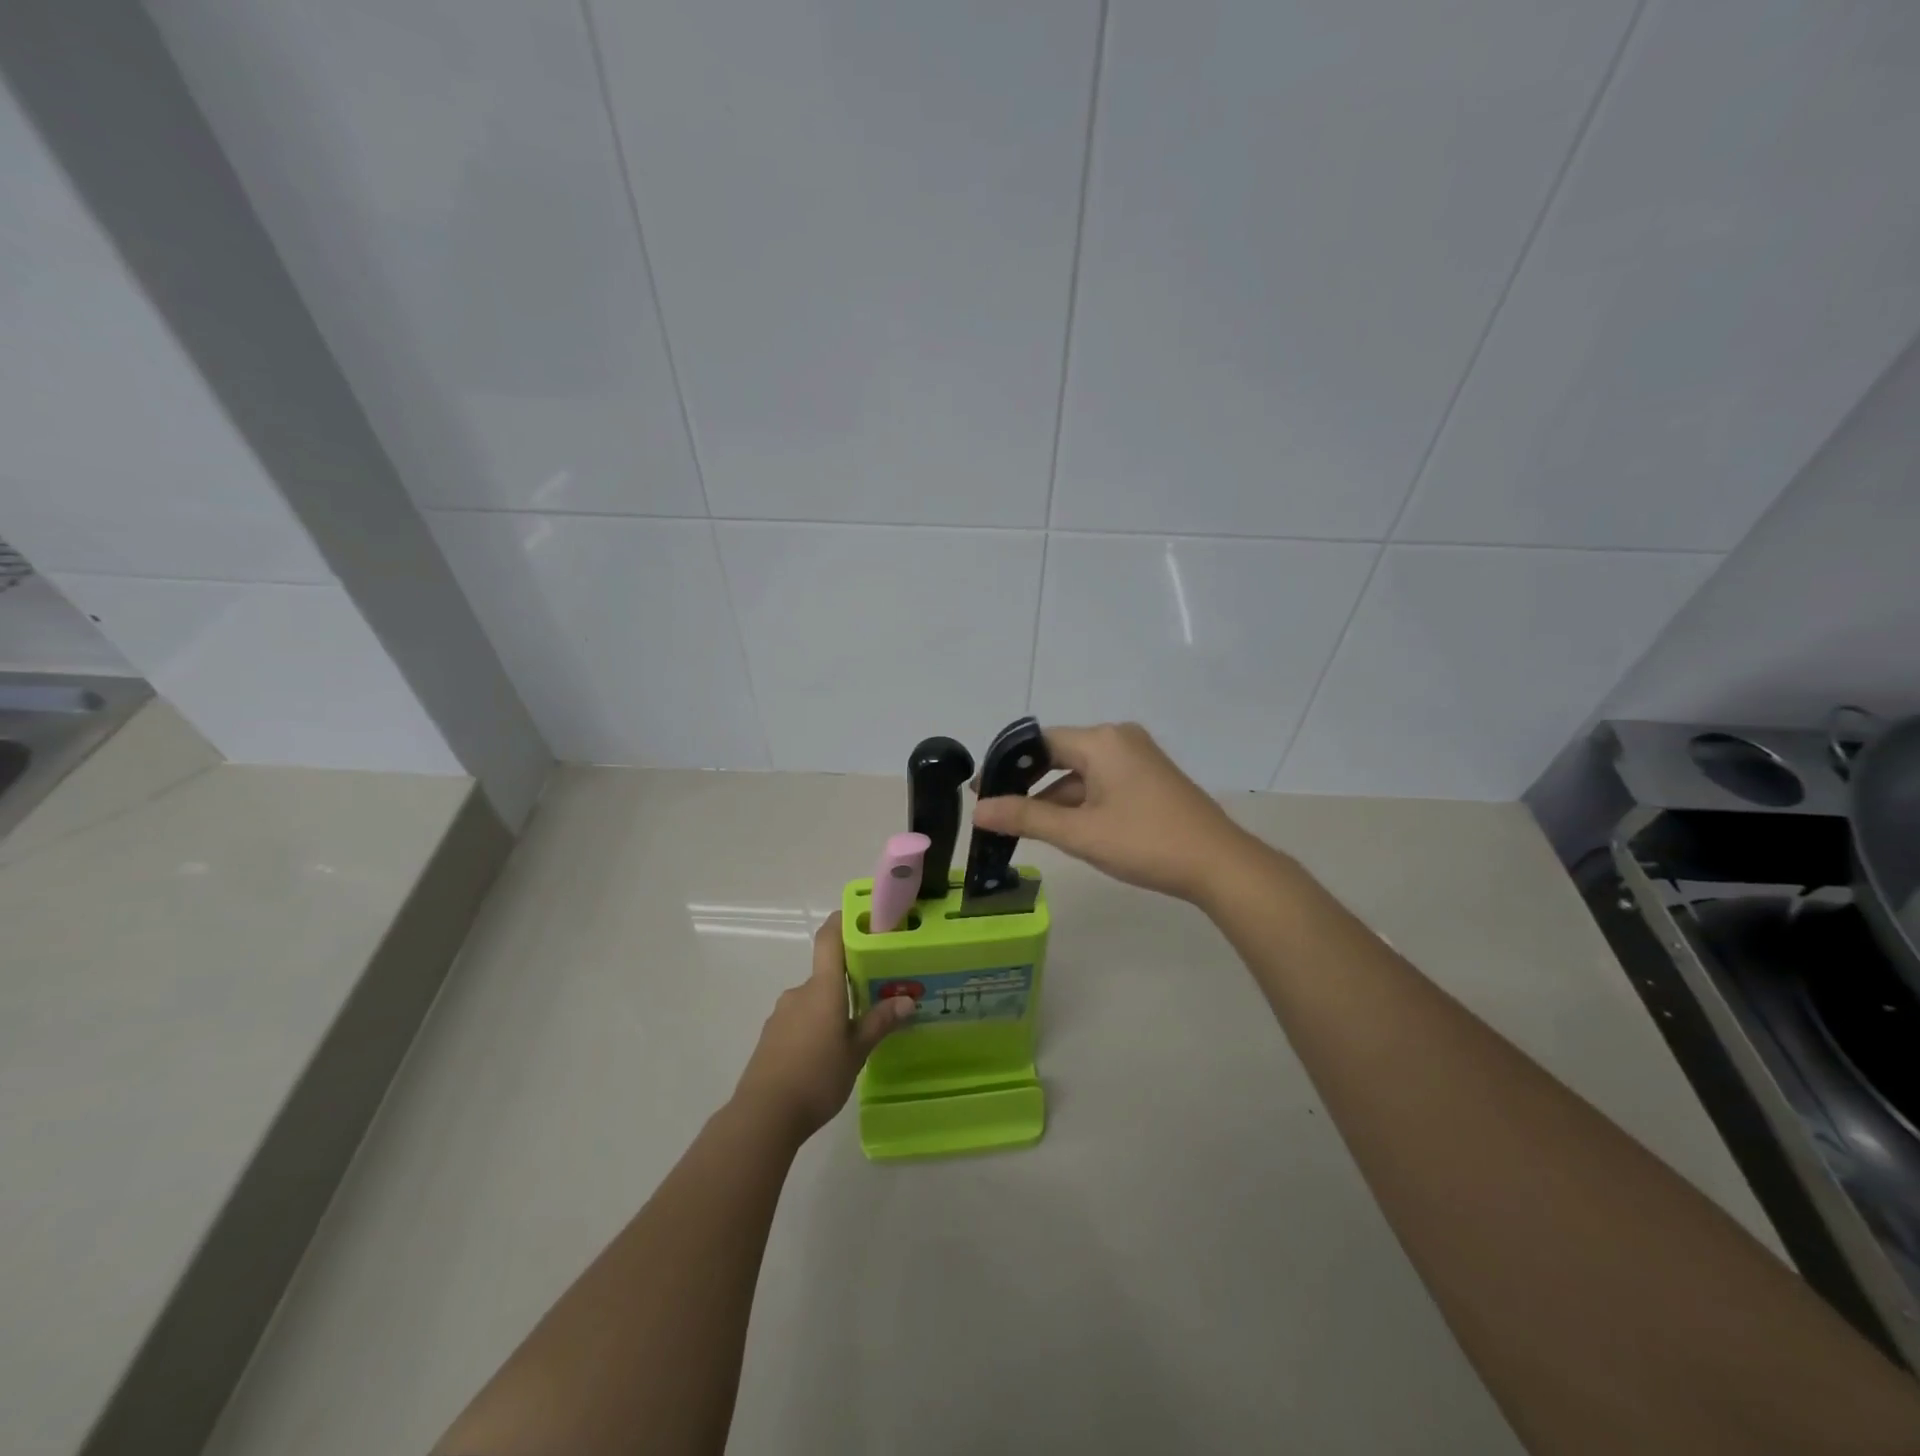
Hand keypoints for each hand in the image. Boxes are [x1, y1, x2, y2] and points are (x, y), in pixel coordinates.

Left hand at [732, 912, 913, 1139]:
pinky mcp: (771, 1037)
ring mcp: (781, 1014)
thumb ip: (879, 1023)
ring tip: (854, 1033)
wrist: (763, 1115)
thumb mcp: (856, 1052)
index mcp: (822, 988)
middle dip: (849, 982)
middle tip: (876, 996)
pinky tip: (827, 1055)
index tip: (864, 918)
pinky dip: (816, 1027)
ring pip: (814, 1000)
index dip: (843, 922)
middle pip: (826, 974)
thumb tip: (907, 1000)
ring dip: (832, 1009)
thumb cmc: (817, 1076)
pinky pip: (800, 1020)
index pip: (829, 938)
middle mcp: (799, 992)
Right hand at [970, 722, 1264, 903]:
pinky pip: (1102, 782)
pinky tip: (1065, 828)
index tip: (982, 791)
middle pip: (1059, 754)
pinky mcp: (1149, 778)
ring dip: (1054, 798)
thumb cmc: (1145, 842)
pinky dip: (1080, 802)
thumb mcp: (1080, 832)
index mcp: (1102, 740)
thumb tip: (979, 810)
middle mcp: (1119, 739)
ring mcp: (1138, 758)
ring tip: (1024, 828)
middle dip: (1029, 784)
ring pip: (1081, 772)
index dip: (1006, 765)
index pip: (1040, 742)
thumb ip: (1026, 818)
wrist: (1219, 864)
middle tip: (997, 810)